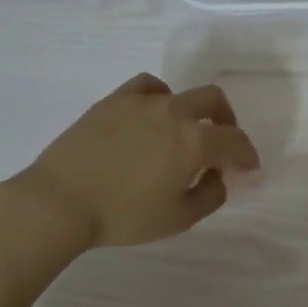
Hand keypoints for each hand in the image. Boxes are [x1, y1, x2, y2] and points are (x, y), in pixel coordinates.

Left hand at [4, 73, 258, 250]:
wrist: (59, 202)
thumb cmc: (123, 216)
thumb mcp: (178, 219)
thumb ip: (210, 196)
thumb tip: (216, 176)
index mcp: (196, 141)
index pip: (235, 142)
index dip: (247, 155)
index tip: (248, 168)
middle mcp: (174, 112)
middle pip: (214, 102)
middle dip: (227, 122)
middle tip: (223, 144)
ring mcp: (142, 102)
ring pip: (181, 94)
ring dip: (193, 112)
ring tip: (184, 132)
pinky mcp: (114, 100)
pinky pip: (148, 87)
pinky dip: (160, 98)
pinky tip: (152, 115)